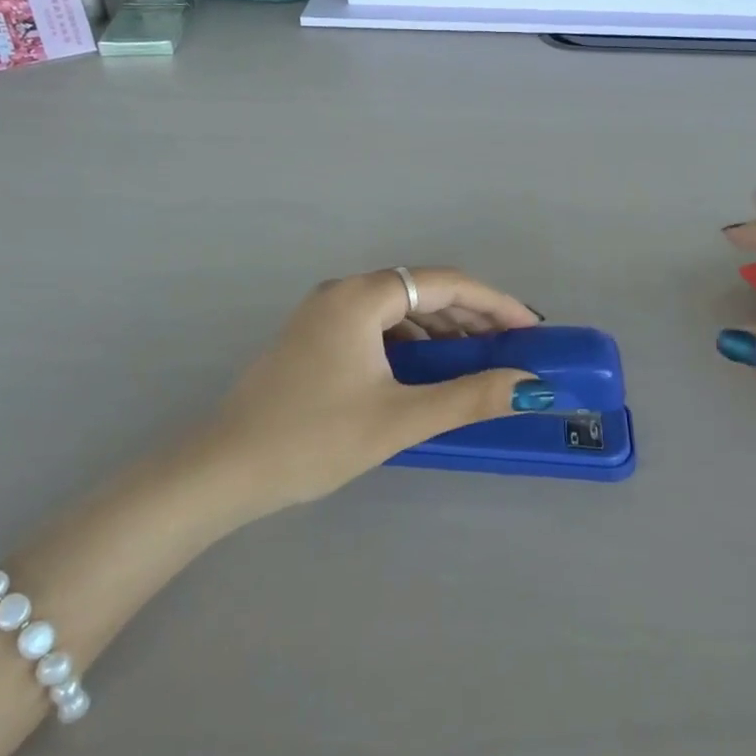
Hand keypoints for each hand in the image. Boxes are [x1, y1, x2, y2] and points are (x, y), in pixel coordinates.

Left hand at [202, 268, 545, 513]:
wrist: (223, 471)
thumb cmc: (313, 439)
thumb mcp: (399, 419)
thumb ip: (468, 397)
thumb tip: (531, 386)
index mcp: (361, 297)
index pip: (445, 283)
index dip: (494, 303)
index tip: (531, 327)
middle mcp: (342, 292)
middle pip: (422, 290)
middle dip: (471, 316)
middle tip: (512, 347)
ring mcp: (323, 314)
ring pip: (399, 309)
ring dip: (441, 329)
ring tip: (479, 359)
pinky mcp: (314, 338)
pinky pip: (376, 326)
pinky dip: (411, 342)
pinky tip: (427, 370)